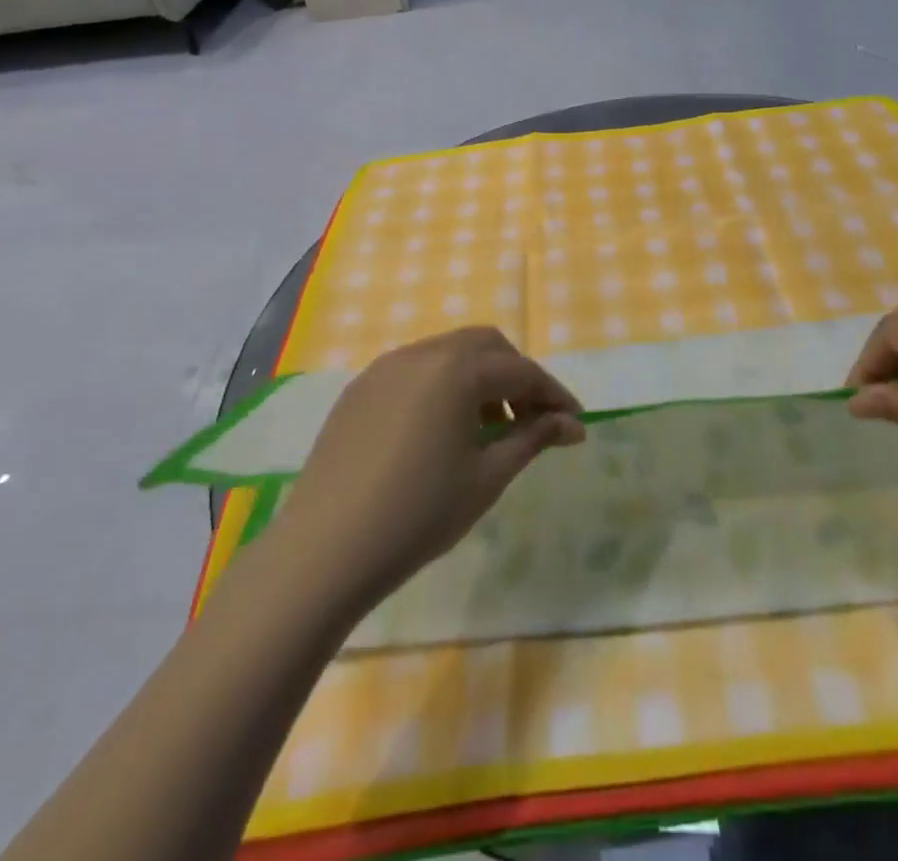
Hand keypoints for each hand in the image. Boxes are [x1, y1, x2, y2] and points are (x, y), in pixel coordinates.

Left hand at [265, 327, 585, 613]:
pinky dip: (443, 385)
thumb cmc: (418, 515)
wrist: (323, 551)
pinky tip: (441, 429)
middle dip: (516, 376)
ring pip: (449, 353)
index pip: (521, 370)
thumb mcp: (486, 478)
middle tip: (531, 419)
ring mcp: (385, 367)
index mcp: (456, 369)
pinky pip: (415, 370)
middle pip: (486, 346)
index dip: (553, 395)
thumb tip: (572, 425)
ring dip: (479, 378)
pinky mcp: (360, 388)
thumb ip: (532, 439)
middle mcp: (421, 353)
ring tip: (488, 427)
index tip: (574, 422)